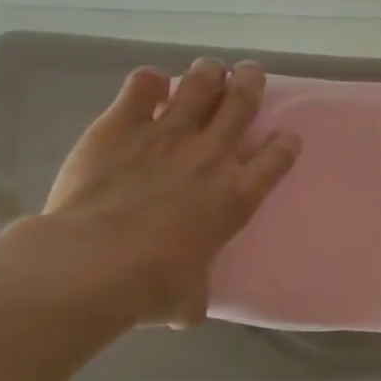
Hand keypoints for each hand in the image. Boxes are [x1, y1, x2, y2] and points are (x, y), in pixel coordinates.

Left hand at [31, 58, 300, 326]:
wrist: (93, 263)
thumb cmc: (152, 285)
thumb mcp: (187, 297)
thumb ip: (194, 295)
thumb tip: (188, 311)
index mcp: (238, 194)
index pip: (279, 156)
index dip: (286, 143)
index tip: (285, 138)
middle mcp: (212, 155)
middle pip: (244, 102)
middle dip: (251, 82)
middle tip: (250, 74)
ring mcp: (168, 134)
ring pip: (201, 84)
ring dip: (209, 73)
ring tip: (210, 69)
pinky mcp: (122, 124)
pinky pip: (142, 85)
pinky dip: (149, 82)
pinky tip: (149, 86)